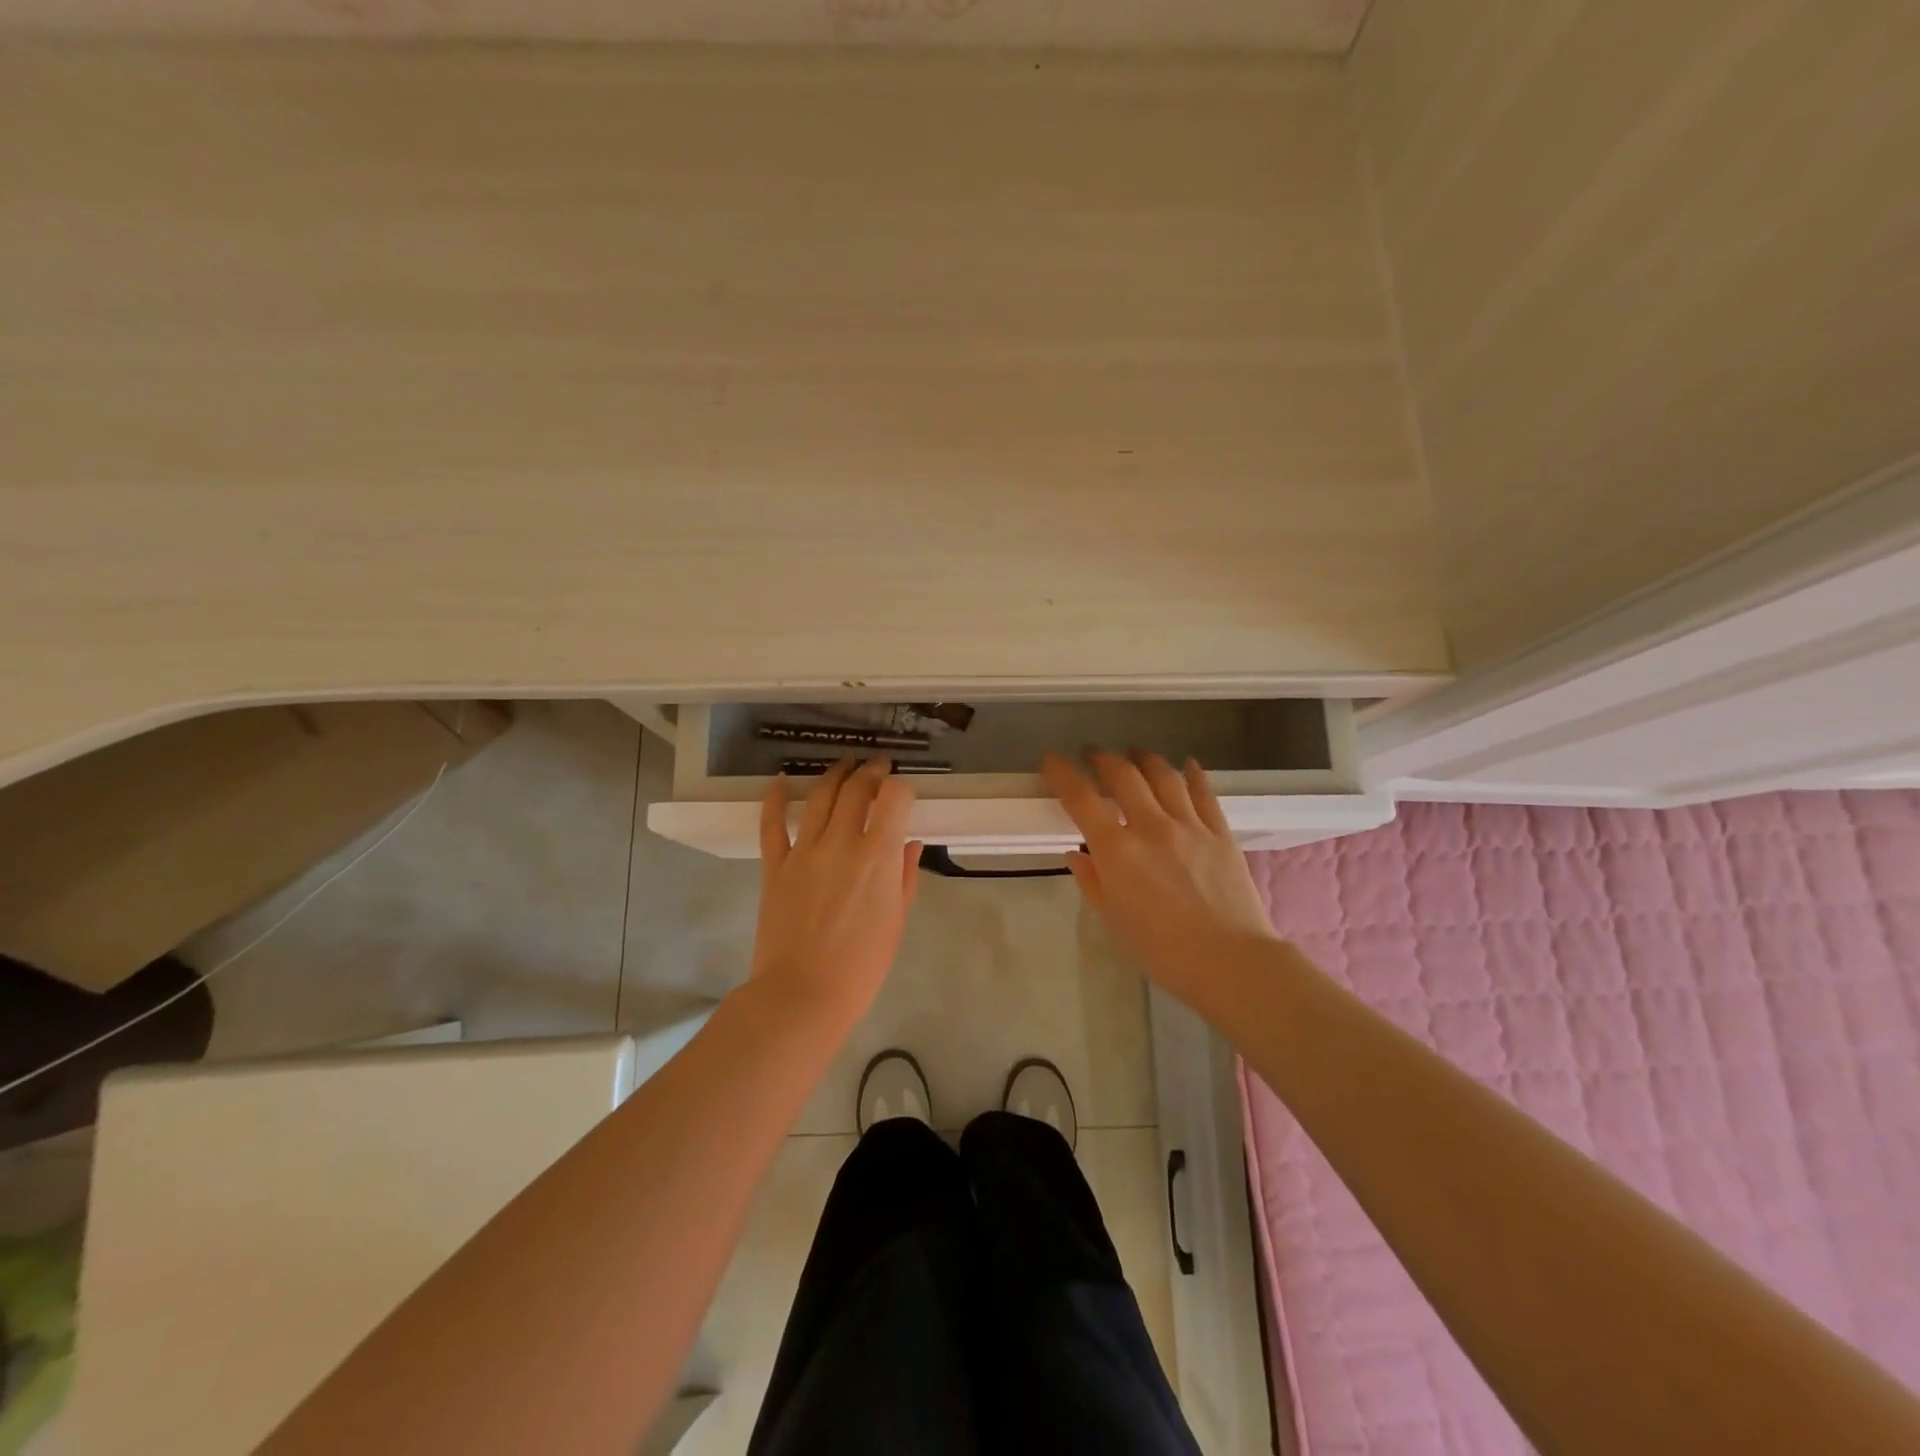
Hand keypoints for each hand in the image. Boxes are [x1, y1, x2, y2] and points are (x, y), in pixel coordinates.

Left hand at [750, 757, 923, 1026]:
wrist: (803, 994)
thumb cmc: (861, 966)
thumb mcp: (896, 921)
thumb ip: (905, 876)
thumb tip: (910, 842)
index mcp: (877, 857)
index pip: (894, 797)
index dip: (902, 787)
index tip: (903, 792)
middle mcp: (841, 842)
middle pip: (856, 789)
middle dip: (871, 771)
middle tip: (877, 766)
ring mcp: (804, 851)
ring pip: (819, 796)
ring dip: (835, 774)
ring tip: (845, 764)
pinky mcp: (775, 865)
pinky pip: (771, 823)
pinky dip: (775, 797)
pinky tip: (781, 780)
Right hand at [1042, 749, 1277, 1004]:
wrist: (1230, 962)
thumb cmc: (1162, 951)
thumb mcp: (1114, 921)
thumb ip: (1093, 882)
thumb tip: (1078, 854)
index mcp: (1117, 851)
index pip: (1081, 799)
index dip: (1062, 773)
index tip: (1051, 759)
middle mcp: (1151, 827)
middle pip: (1123, 775)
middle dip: (1103, 758)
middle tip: (1092, 754)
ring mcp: (1189, 826)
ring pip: (1164, 776)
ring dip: (1144, 758)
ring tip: (1134, 753)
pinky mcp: (1220, 833)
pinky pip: (1204, 794)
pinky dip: (1193, 774)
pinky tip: (1187, 764)